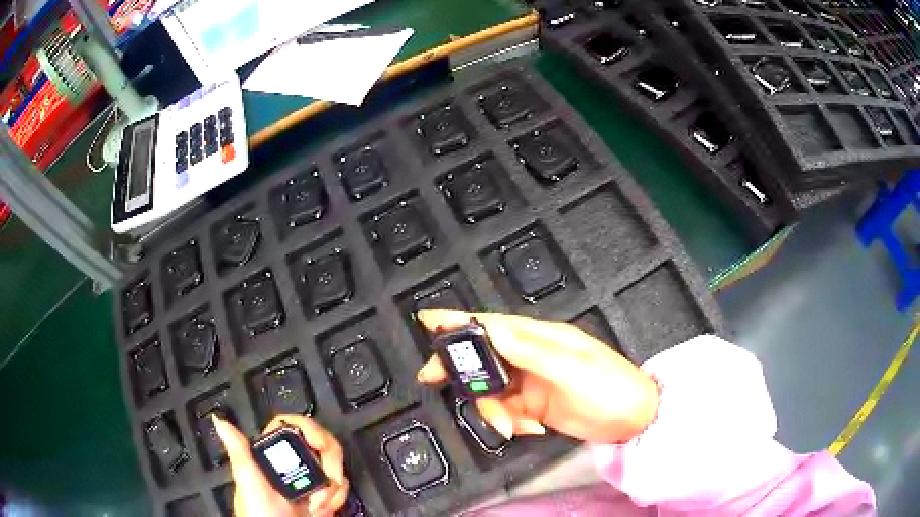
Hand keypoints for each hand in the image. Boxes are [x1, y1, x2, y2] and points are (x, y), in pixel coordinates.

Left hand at [212, 414, 349, 516]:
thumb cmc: (261, 515)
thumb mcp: (247, 482)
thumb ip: (238, 451)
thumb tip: (220, 421)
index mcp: (273, 454)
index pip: (294, 425)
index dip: (311, 430)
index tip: (319, 444)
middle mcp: (292, 463)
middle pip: (321, 443)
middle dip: (328, 466)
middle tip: (321, 483)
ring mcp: (310, 480)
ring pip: (334, 465)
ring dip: (332, 487)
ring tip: (316, 504)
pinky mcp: (324, 494)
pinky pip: (341, 485)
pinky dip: (338, 497)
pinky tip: (322, 508)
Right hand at [417, 309, 657, 443]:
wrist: (633, 420)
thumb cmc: (609, 387)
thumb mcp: (572, 368)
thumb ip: (530, 351)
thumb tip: (492, 331)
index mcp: (540, 338)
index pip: (492, 325)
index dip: (459, 322)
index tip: (427, 320)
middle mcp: (530, 356)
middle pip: (482, 356)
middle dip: (459, 368)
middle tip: (432, 378)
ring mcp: (530, 382)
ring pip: (490, 389)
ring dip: (492, 409)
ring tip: (512, 426)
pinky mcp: (532, 405)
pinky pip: (504, 410)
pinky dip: (508, 422)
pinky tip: (528, 429)